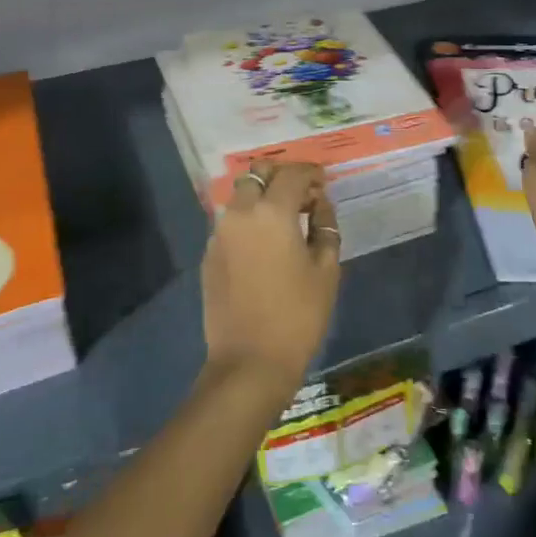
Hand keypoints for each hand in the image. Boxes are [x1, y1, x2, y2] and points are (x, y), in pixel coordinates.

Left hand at [201, 161, 340, 398]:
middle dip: (280, 176)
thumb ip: (325, 228)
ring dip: (262, 197)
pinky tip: (264, 245)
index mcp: (271, 212)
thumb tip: (320, 206)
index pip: (292, 174)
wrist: (249, 362)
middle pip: (257, 174)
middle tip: (301, 195)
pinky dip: (248, 221)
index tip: (322, 182)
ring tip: (284, 220)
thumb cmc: (297, 315)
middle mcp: (240, 213)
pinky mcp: (209, 255)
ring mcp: (219, 234)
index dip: (310, 173)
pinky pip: (231, 223)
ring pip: (241, 197)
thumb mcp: (326, 270)